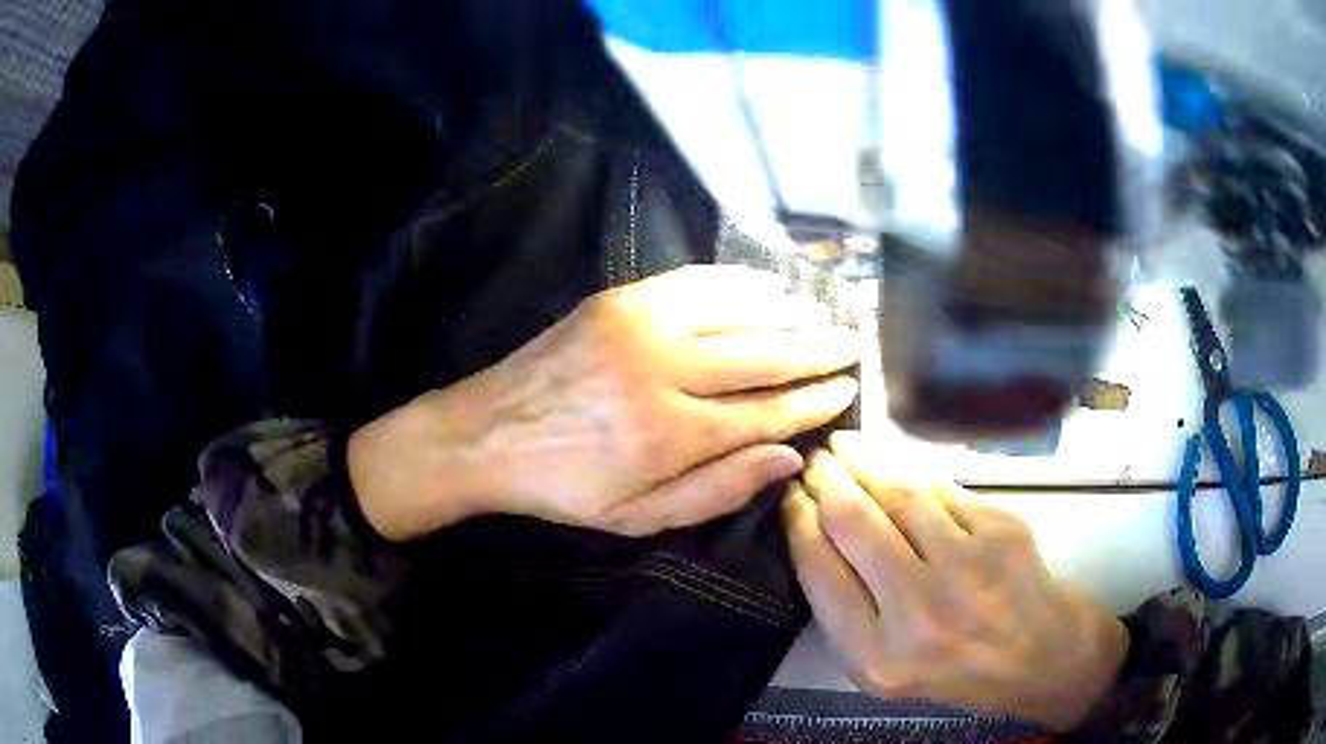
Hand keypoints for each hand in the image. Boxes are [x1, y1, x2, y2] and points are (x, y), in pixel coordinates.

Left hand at [350, 265, 858, 539]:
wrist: (484, 434)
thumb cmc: (563, 487)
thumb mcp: (638, 516)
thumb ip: (717, 489)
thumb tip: (789, 457)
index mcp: (668, 436)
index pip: (766, 412)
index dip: (812, 401)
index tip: (847, 389)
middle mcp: (662, 372)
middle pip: (761, 356)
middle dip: (815, 352)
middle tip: (851, 345)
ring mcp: (638, 326)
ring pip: (736, 314)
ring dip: (787, 314)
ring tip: (821, 315)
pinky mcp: (618, 300)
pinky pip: (694, 282)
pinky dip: (738, 282)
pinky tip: (767, 285)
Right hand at [783, 432, 1127, 730]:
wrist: (1038, 655)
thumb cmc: (953, 670)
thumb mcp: (882, 666)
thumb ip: (845, 611)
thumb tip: (815, 533)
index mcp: (877, 656)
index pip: (820, 571)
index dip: (798, 523)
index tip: (788, 497)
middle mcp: (920, 610)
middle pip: (855, 523)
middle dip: (825, 481)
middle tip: (811, 460)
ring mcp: (967, 565)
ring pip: (899, 494)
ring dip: (863, 462)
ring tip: (843, 447)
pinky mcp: (1000, 530)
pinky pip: (941, 489)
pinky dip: (909, 470)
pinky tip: (890, 462)